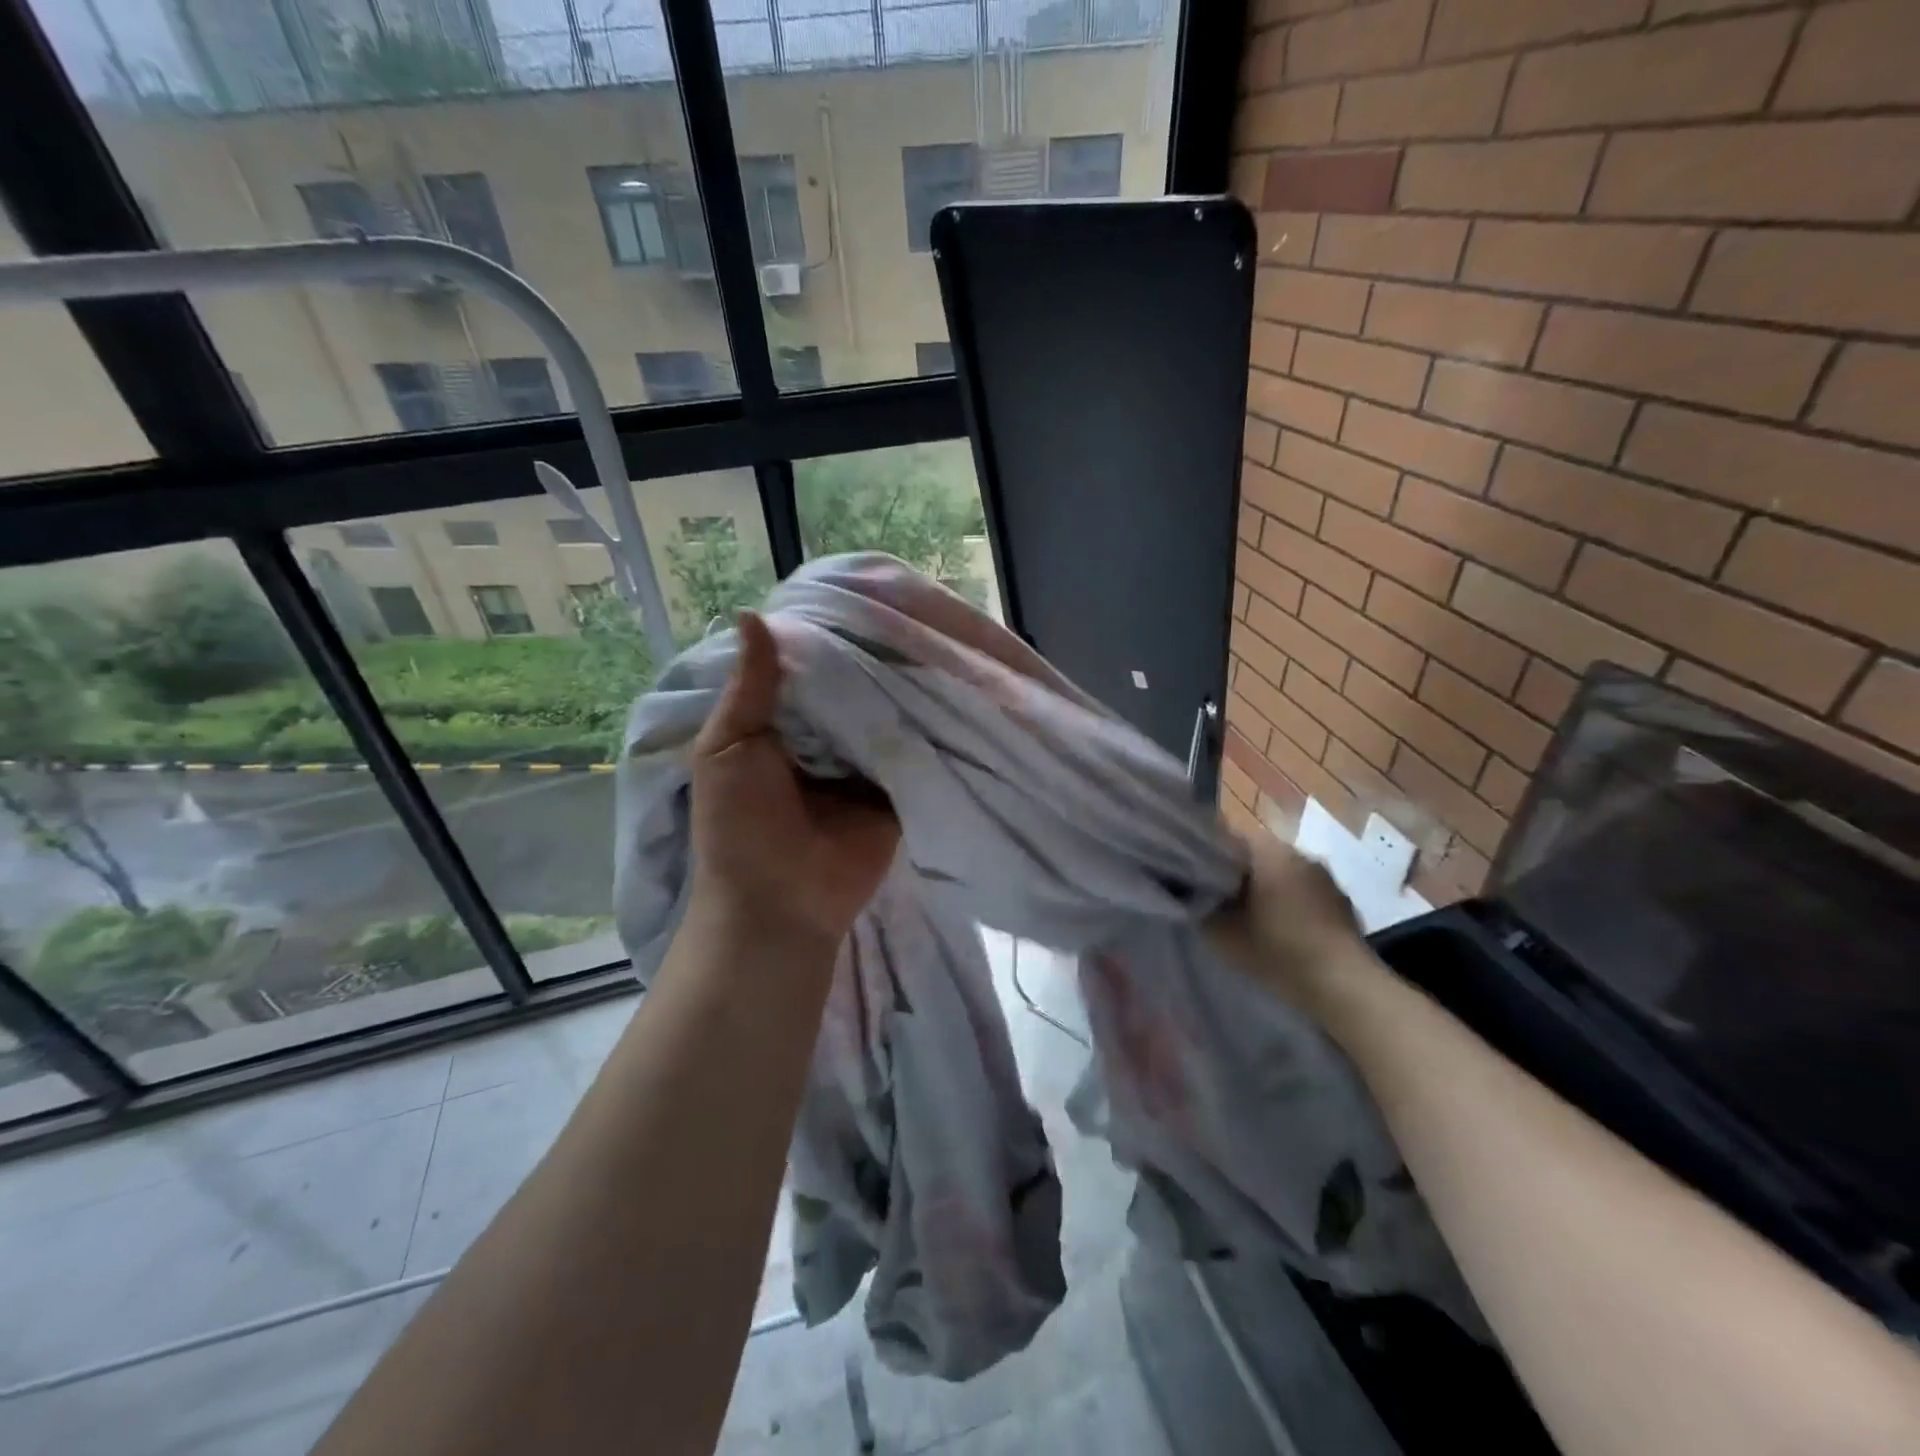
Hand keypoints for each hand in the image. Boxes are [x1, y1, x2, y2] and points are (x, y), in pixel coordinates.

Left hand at [688, 611, 900, 948]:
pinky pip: (912, 754)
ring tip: (932, 638)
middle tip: (906, 610)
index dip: (823, 641)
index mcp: (780, 730)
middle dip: (870, 663)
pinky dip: (924, 729)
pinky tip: (948, 688)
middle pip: (851, 692)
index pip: (806, 673)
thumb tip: (751, 614)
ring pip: (885, 718)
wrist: (780, 906)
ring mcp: (863, 768)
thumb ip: (748, 687)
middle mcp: (824, 743)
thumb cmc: (739, 827)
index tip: (854, 599)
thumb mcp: (727, 747)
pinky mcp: (896, 793)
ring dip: (901, 691)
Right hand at [1206, 830, 1367, 1012]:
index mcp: (1268, 851)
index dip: (1208, 856)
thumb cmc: (1278, 950)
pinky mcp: (1342, 902)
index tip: (1195, 877)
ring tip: (1250, 917)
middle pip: (1257, 855)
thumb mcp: (1221, 933)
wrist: (1344, 987)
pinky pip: (1305, 892)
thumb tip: (1187, 892)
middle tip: (1219, 899)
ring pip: (1282, 873)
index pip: (1228, 838)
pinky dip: (1290, 904)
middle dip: (1238, 873)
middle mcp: (1299, 853)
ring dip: (1267, 888)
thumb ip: (1198, 906)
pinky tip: (1283, 931)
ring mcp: (1326, 877)